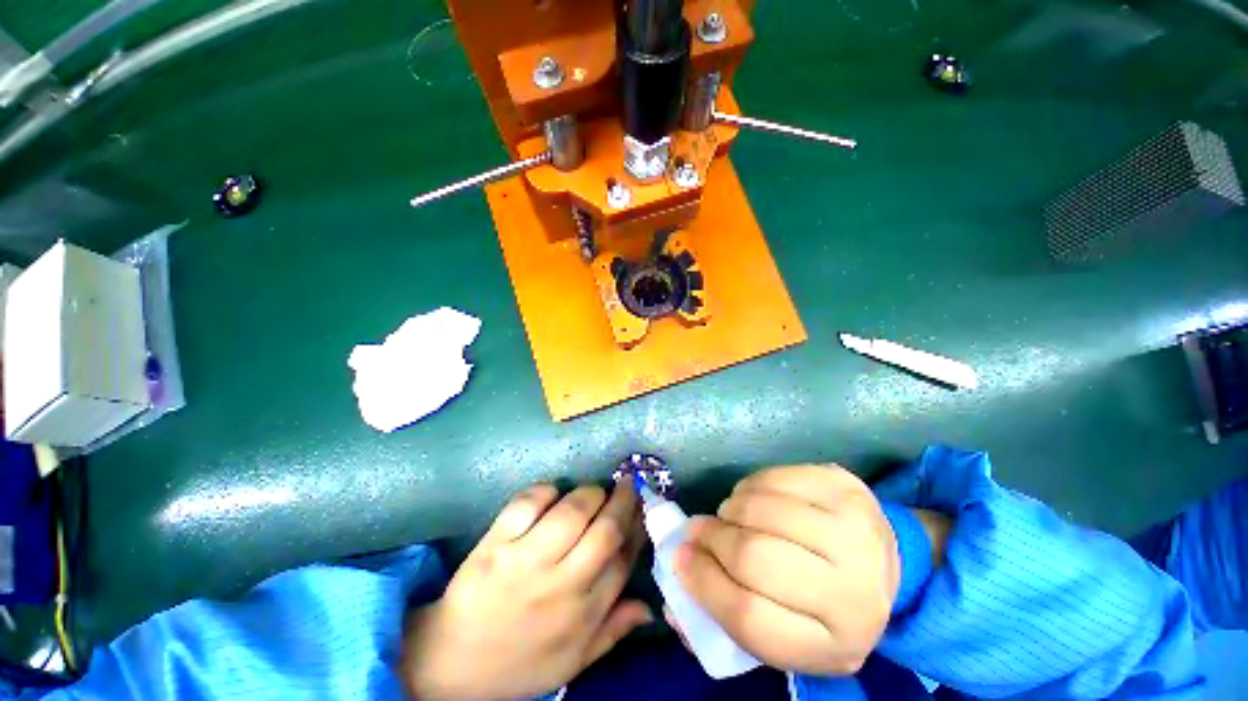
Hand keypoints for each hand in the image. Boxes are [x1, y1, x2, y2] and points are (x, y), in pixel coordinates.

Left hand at [401, 483, 650, 698]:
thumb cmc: (520, 662)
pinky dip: (546, 491)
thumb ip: (613, 631)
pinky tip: (552, 495)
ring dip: (590, 493)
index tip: (643, 507)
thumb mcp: (572, 661)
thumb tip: (650, 607)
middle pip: (605, 530)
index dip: (638, 527)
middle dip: (623, 500)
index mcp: (581, 615)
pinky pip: (527, 504)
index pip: (622, 560)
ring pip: (572, 512)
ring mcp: (524, 562)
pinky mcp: (495, 544)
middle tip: (627, 485)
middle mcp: (559, 585)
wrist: (452, 664)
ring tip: (594, 491)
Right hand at [675, 465, 898, 675]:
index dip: (703, 584)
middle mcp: (854, 591)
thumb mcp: (785, 631)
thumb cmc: (822, 606)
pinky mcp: (845, 486)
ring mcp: (855, 530)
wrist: (883, 566)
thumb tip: (676, 579)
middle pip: (754, 558)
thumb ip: (729, 614)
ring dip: (730, 509)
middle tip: (700, 531)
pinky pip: (775, 477)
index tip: (680, 559)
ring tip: (730, 516)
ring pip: (761, 509)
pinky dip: (750, 486)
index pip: (749, 618)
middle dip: (713, 539)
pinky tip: (753, 498)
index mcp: (835, 645)